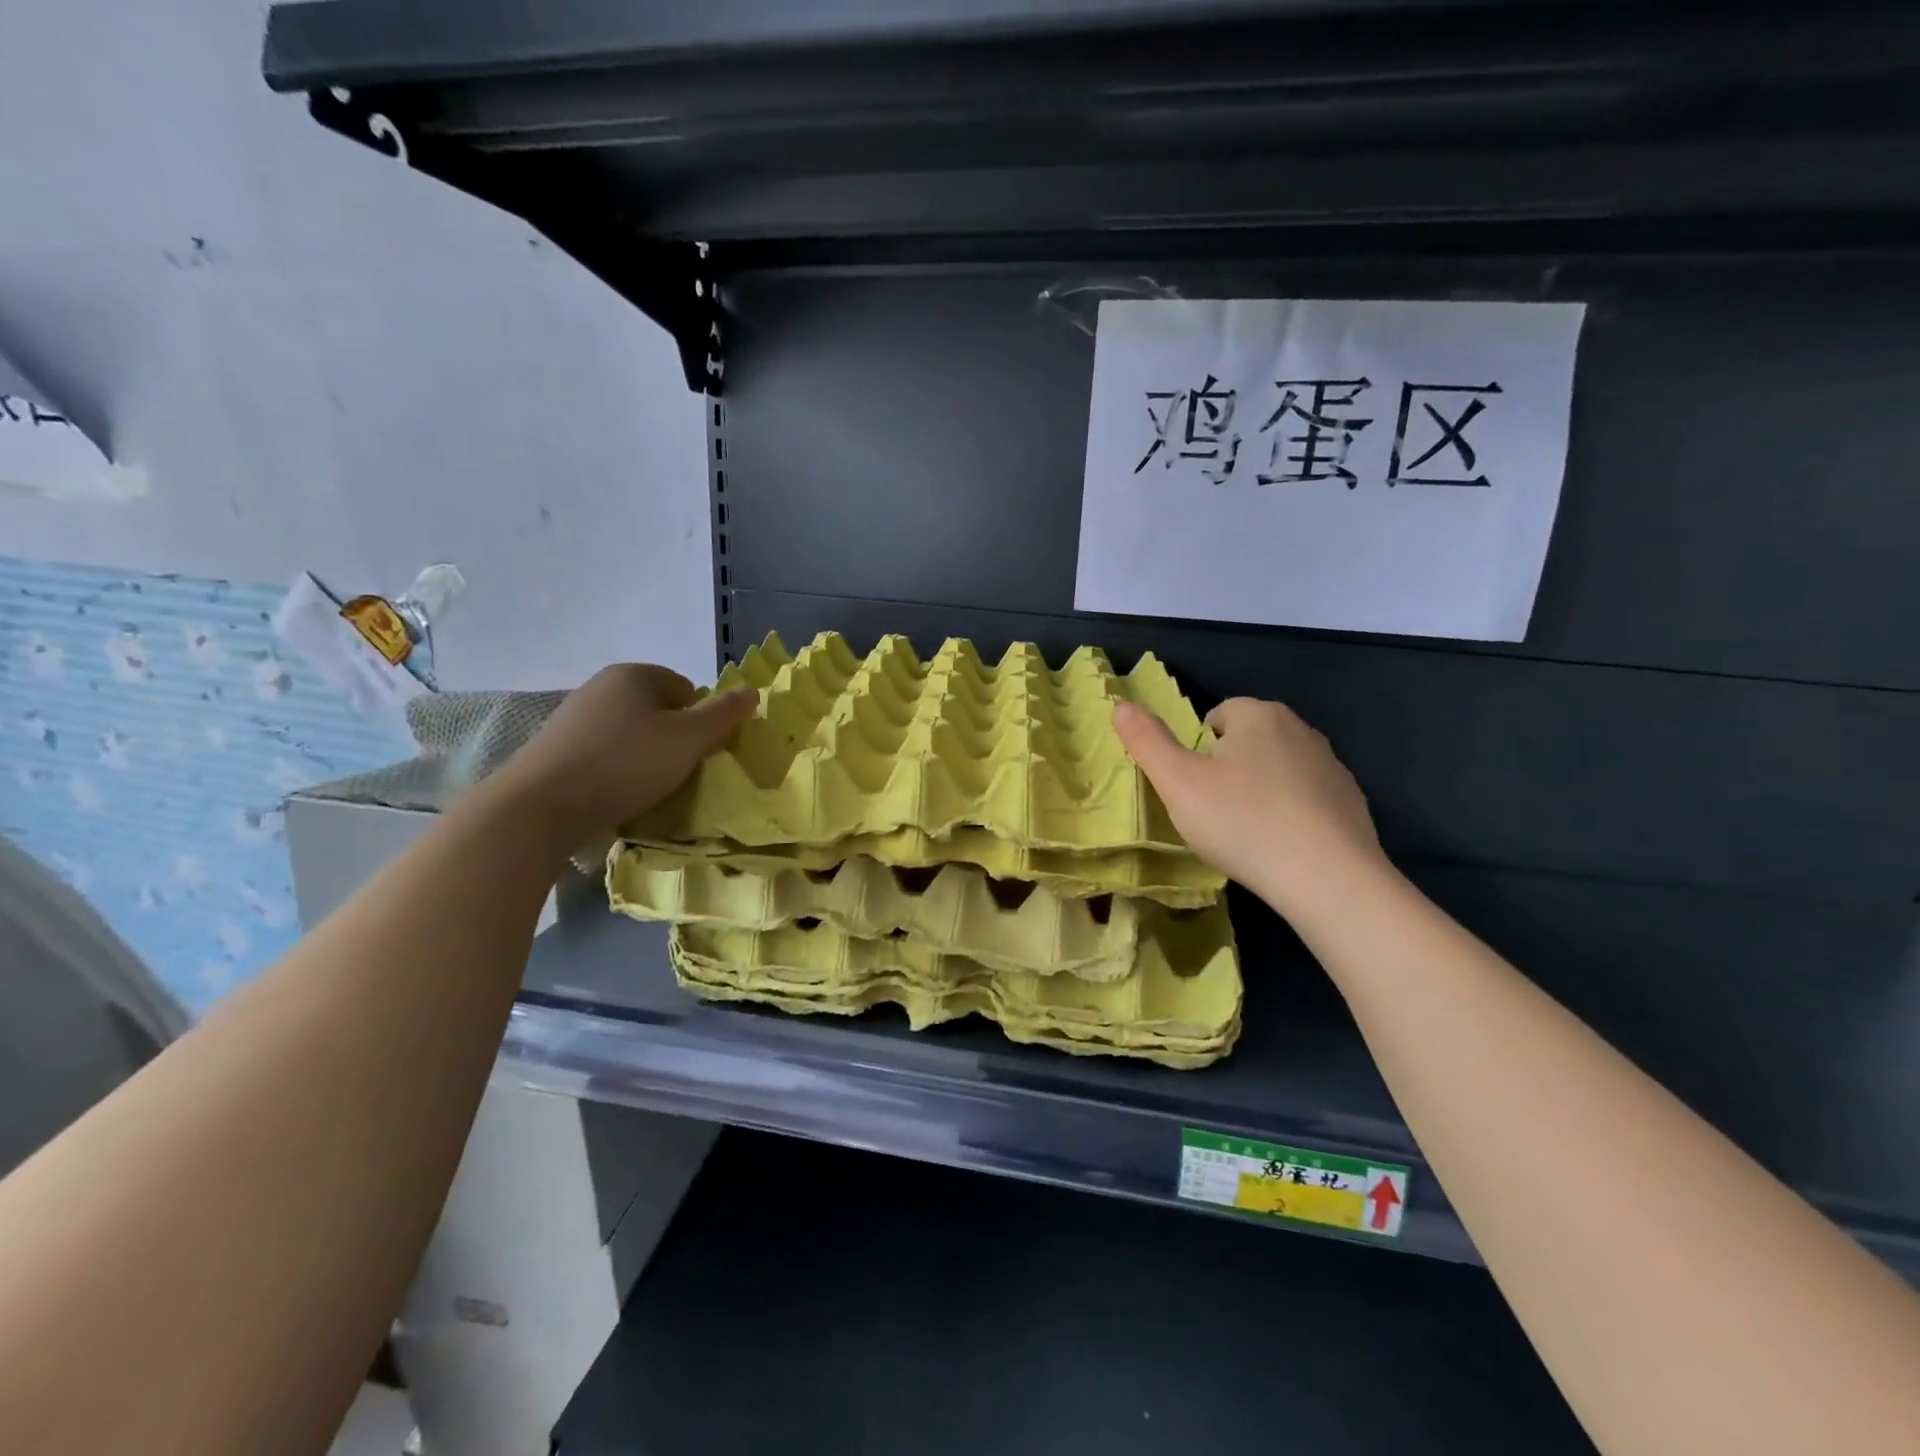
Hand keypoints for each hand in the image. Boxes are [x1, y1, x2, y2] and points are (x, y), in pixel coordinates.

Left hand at [490, 666, 756, 841]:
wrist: (540, 806)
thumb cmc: (625, 764)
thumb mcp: (689, 739)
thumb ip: (724, 714)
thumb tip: (752, 690)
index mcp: (634, 674)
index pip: (686, 689)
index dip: (701, 720)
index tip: (700, 752)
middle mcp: (601, 686)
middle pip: (657, 711)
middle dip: (673, 739)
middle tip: (680, 772)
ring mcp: (572, 717)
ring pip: (629, 734)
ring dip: (644, 757)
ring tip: (648, 788)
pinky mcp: (554, 749)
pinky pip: (602, 754)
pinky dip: (615, 771)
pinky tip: (616, 795)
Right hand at [1113, 696, 1388, 917]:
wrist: (1328, 879)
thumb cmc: (1242, 823)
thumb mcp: (1178, 783)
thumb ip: (1146, 741)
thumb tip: (1121, 705)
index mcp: (1258, 715)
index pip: (1216, 716)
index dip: (1197, 751)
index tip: (1194, 790)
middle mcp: (1300, 728)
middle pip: (1247, 740)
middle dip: (1228, 769)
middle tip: (1214, 812)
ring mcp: (1332, 765)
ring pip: (1278, 769)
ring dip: (1259, 791)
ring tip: (1247, 834)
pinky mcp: (1351, 802)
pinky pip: (1306, 798)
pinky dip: (1291, 814)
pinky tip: (1282, 847)